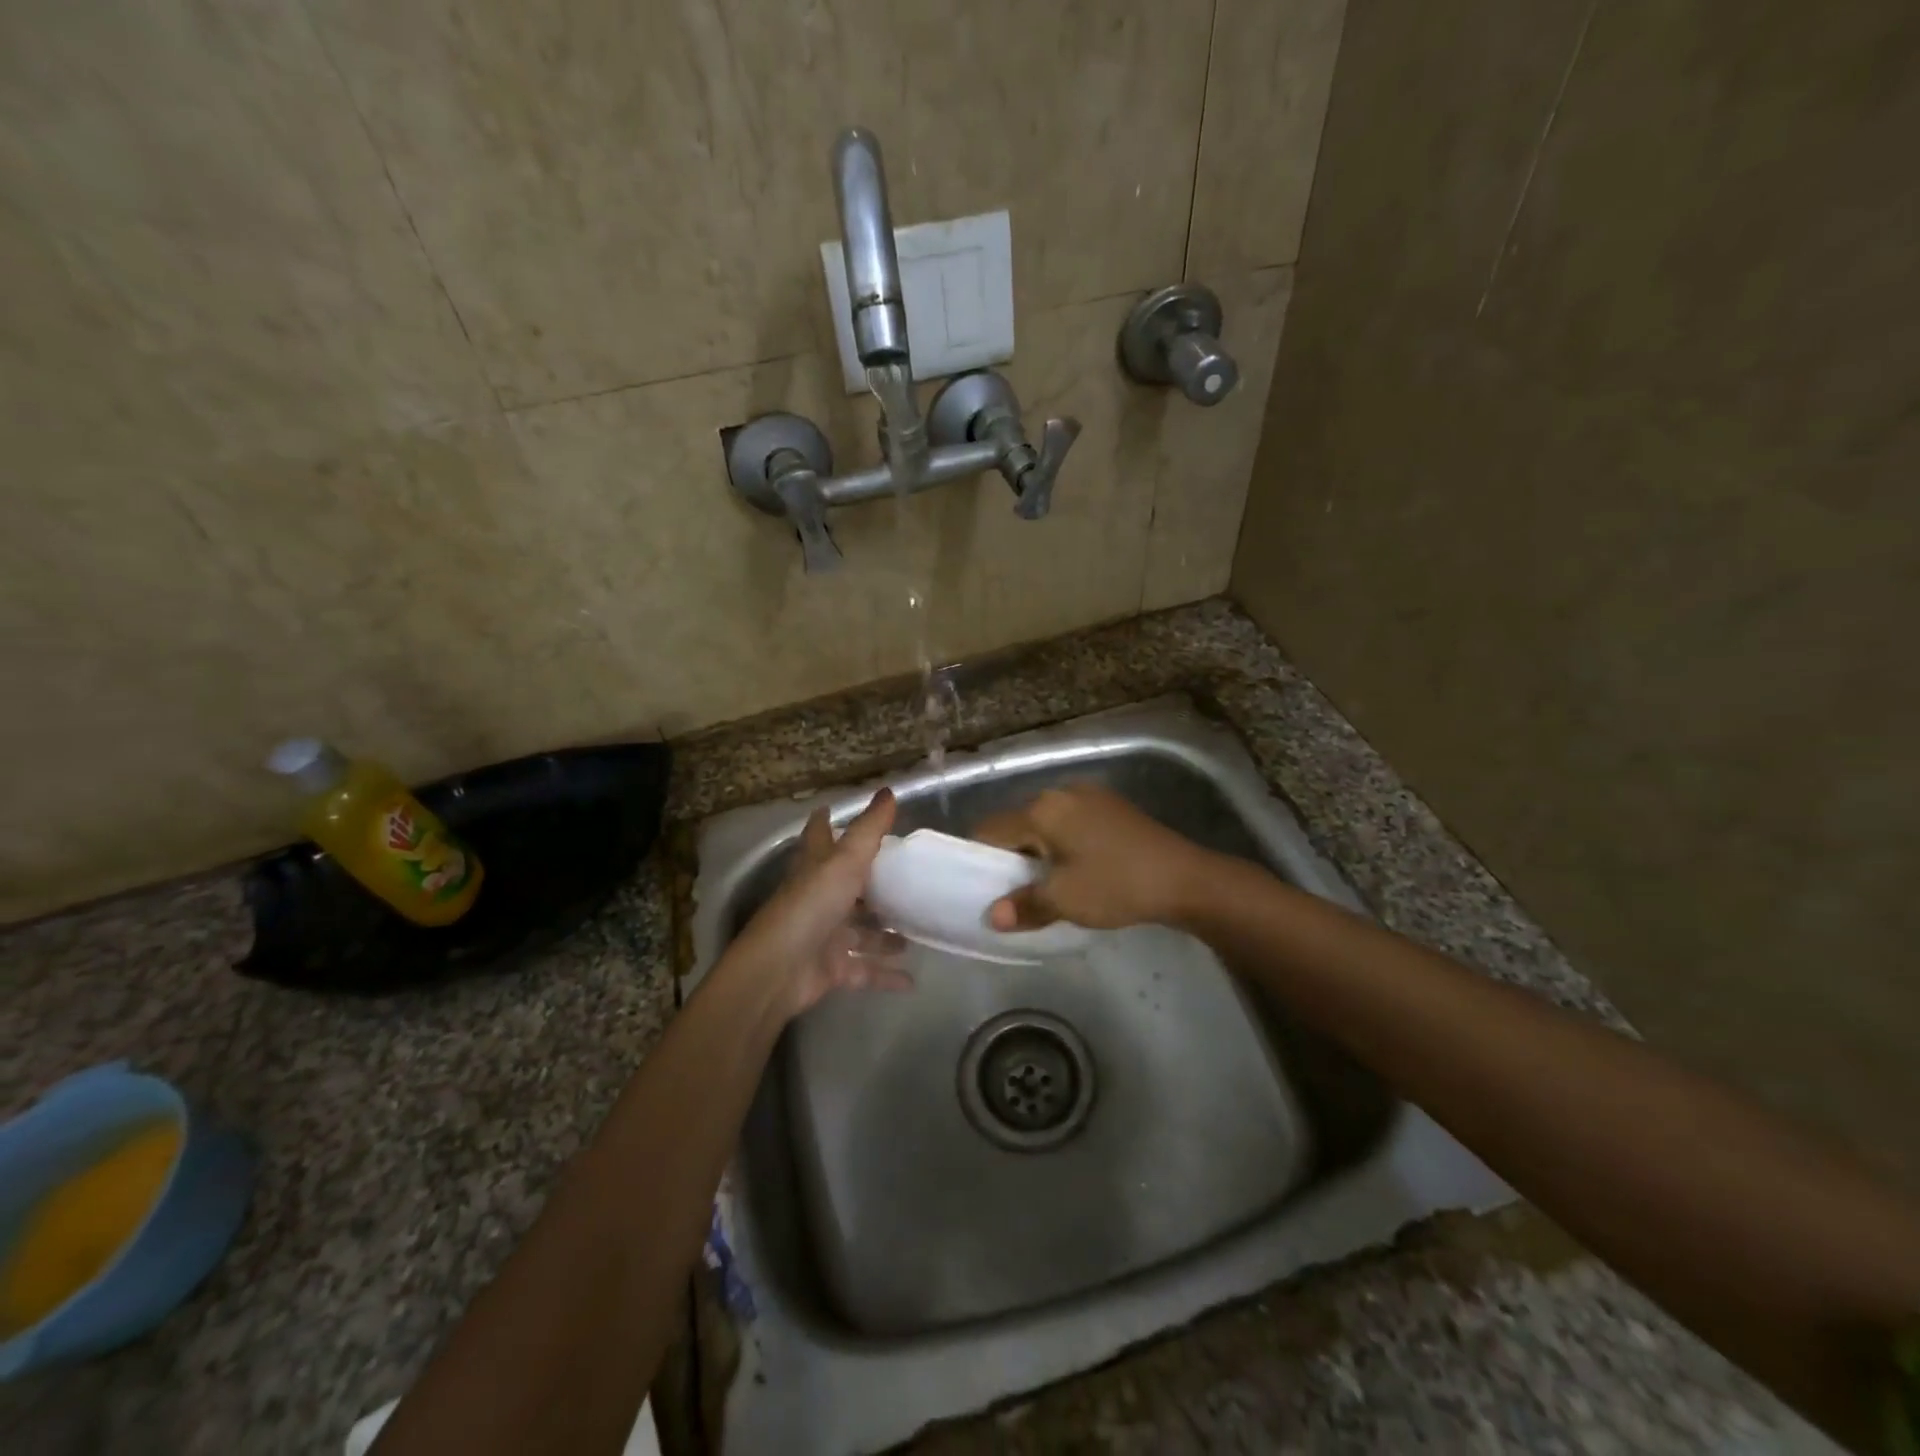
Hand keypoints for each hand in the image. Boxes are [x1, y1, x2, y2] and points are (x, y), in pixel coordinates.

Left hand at [722, 789, 909, 1019]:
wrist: (779, 969)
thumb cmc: (811, 905)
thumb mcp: (845, 861)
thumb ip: (870, 829)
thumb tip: (889, 791)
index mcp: (816, 867)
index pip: (819, 836)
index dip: (825, 822)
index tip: (833, 810)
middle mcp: (819, 898)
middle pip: (846, 886)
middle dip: (872, 885)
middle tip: (906, 881)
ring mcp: (824, 935)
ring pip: (860, 931)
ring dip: (884, 935)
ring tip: (915, 933)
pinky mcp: (831, 968)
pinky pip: (864, 970)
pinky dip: (885, 974)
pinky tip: (912, 979)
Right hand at [972, 782, 1216, 930]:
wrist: (1185, 878)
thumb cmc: (1117, 885)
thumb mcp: (1065, 900)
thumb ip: (1024, 905)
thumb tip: (993, 917)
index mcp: (1042, 809)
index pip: (991, 829)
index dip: (980, 858)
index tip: (981, 887)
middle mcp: (1061, 792)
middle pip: (1018, 823)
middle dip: (1011, 856)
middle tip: (1014, 891)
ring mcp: (1089, 796)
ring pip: (1045, 823)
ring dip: (1038, 851)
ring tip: (1045, 884)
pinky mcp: (1110, 806)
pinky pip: (1069, 822)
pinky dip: (1062, 843)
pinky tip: (1076, 869)